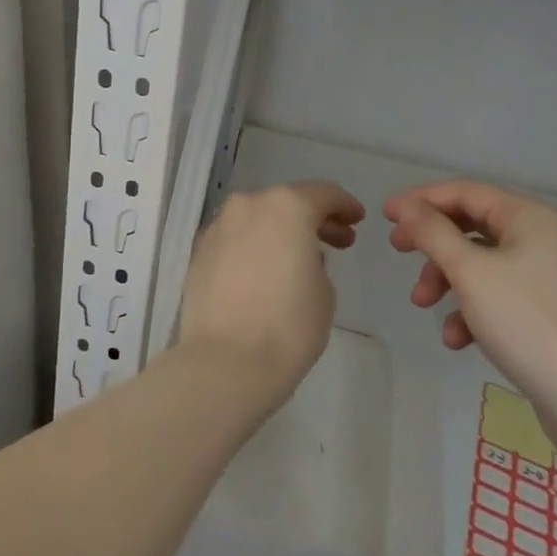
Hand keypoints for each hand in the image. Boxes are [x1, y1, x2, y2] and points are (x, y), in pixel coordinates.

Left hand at [179, 180, 363, 409]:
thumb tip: (301, 256)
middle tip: (338, 241)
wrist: (225, 361)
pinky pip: (236, 239)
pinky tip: (263, 271)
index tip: (356, 219)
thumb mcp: (324, 292)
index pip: (323, 194)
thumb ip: (317, 262)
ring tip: (298, 258)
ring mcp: (220, 225)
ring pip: (257, 218)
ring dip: (279, 231)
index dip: (344, 205)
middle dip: (313, 219)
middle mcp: (249, 205)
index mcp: (287, 206)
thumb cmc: (288, 325)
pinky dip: (253, 246)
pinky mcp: (200, 250)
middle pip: (287, 202)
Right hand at [384, 181, 556, 437]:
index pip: (465, 192)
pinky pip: (495, 296)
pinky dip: (470, 310)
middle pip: (470, 226)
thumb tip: (404, 206)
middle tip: (398, 251)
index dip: (422, 200)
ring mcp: (544, 277)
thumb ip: (432, 232)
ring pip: (479, 264)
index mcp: (530, 218)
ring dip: (446, 280)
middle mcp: (540, 239)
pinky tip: (456, 339)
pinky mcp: (543, 313)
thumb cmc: (527, 322)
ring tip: (423, 305)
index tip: (385, 216)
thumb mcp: (469, 271)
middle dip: (432, 243)